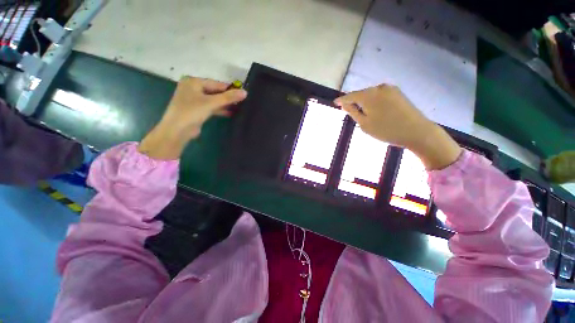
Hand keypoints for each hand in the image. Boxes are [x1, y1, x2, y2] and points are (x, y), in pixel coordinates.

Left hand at [138, 77, 246, 159]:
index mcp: (193, 81)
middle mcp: (193, 88)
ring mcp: (194, 99)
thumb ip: (228, 98)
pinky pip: (210, 107)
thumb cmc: (192, 112)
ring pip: (213, 100)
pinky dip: (219, 109)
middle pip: (215, 91)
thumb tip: (245, 92)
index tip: (243, 94)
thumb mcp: (211, 103)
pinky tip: (230, 113)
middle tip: (242, 102)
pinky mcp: (196, 109)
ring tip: (239, 108)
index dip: (230, 89)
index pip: (217, 84)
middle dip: (227, 98)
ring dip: (225, 104)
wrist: (177, 130)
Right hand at [334, 84, 460, 169]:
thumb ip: (353, 112)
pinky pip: (380, 96)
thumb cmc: (386, 130)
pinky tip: (375, 112)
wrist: (417, 131)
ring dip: (364, 103)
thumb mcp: (364, 124)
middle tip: (349, 111)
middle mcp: (379, 87)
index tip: (335, 103)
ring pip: (371, 95)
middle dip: (354, 102)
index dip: (342, 100)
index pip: (350, 96)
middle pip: (361, 94)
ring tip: (363, 114)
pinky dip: (374, 102)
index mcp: (369, 95)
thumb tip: (345, 104)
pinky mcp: (398, 93)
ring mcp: (390, 89)